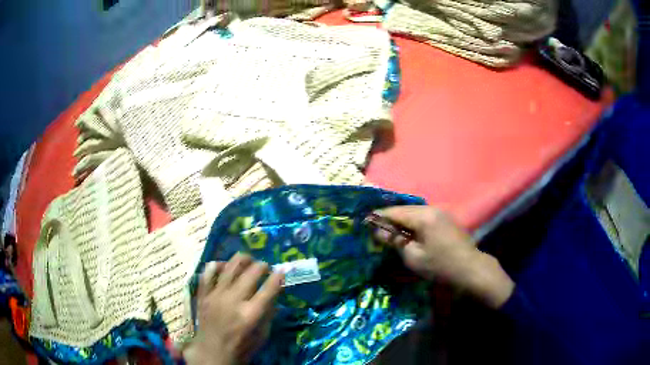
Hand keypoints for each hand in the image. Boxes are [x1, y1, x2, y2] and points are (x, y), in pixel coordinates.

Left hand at [184, 254, 284, 364]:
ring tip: (248, 259)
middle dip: (262, 266)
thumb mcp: (262, 336)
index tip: (281, 271)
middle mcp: (233, 301)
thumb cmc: (241, 348)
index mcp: (251, 314)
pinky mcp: (203, 295)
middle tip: (265, 267)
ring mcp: (215, 296)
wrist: (212, 353)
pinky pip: (208, 274)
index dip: (277, 278)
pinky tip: (223, 265)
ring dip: (241, 260)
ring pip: (229, 268)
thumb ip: (268, 315)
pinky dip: (216, 266)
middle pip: (250, 274)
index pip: (268, 289)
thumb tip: (274, 298)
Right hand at [373, 206, 514, 308]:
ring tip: (389, 231)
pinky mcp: (445, 219)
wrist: (470, 269)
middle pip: (404, 210)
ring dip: (401, 220)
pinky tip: (407, 232)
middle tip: (375, 228)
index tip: (364, 222)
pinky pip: (423, 216)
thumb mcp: (413, 257)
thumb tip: (378, 231)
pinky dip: (412, 222)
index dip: (378, 217)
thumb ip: (395, 241)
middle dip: (389, 218)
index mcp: (423, 217)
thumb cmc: (440, 266)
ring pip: (414, 212)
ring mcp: (440, 213)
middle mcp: (431, 209)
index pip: (394, 212)